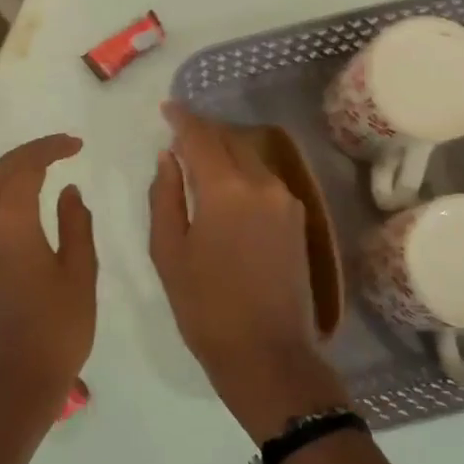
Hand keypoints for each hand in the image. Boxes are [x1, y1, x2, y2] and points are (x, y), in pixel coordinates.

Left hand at [0, 133, 97, 437]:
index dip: (50, 148)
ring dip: (3, 173)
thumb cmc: (58, 329)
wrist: (16, 382)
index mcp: (10, 224)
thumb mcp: (80, 274)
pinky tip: (18, 211)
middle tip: (61, 152)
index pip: (24, 167)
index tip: (76, 145)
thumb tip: (69, 192)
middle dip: (28, 155)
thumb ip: (76, 225)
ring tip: (36, 177)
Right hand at [149, 104, 344, 441]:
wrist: (267, 354)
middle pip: (231, 141)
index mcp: (227, 190)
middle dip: (205, 131)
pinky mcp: (298, 219)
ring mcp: (287, 201)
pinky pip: (265, 180)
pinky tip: (226, 186)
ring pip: (251, 158)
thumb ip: (165, 196)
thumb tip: (169, 158)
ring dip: (226, 150)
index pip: (201, 137)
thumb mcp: (169, 252)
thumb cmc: (205, 308)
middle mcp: (263, 184)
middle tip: (180, 132)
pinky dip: (243, 172)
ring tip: (199, 157)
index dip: (182, 119)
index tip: (167, 108)